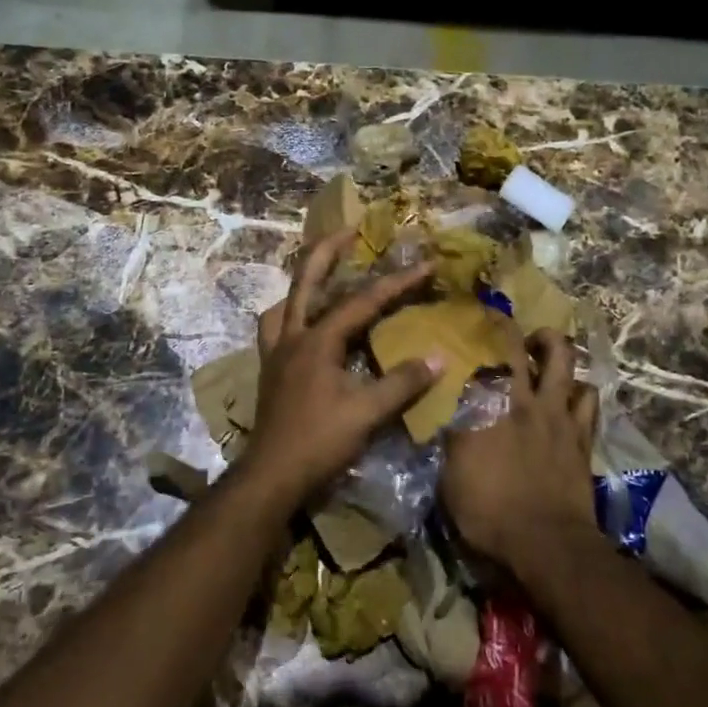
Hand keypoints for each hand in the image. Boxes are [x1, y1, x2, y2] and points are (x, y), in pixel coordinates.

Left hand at [244, 227, 442, 509]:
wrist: (269, 477)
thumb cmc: (318, 442)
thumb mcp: (366, 415)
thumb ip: (401, 384)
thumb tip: (437, 357)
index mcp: (318, 340)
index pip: (362, 302)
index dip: (396, 283)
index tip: (424, 265)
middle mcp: (293, 336)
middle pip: (306, 280)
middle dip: (327, 251)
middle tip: (348, 230)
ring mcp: (276, 353)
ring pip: (285, 302)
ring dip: (303, 282)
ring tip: (321, 276)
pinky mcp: (270, 371)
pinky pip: (276, 328)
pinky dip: (290, 316)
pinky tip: (302, 327)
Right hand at [441, 328, 598, 574]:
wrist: (546, 543)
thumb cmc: (489, 513)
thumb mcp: (450, 480)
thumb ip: (449, 443)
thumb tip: (444, 421)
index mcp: (484, 407)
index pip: (474, 359)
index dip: (469, 338)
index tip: (462, 326)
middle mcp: (521, 399)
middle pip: (518, 346)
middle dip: (508, 328)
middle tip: (501, 325)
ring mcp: (556, 413)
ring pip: (563, 359)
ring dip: (553, 346)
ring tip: (544, 348)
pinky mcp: (582, 434)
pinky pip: (588, 396)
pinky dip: (580, 387)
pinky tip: (572, 390)